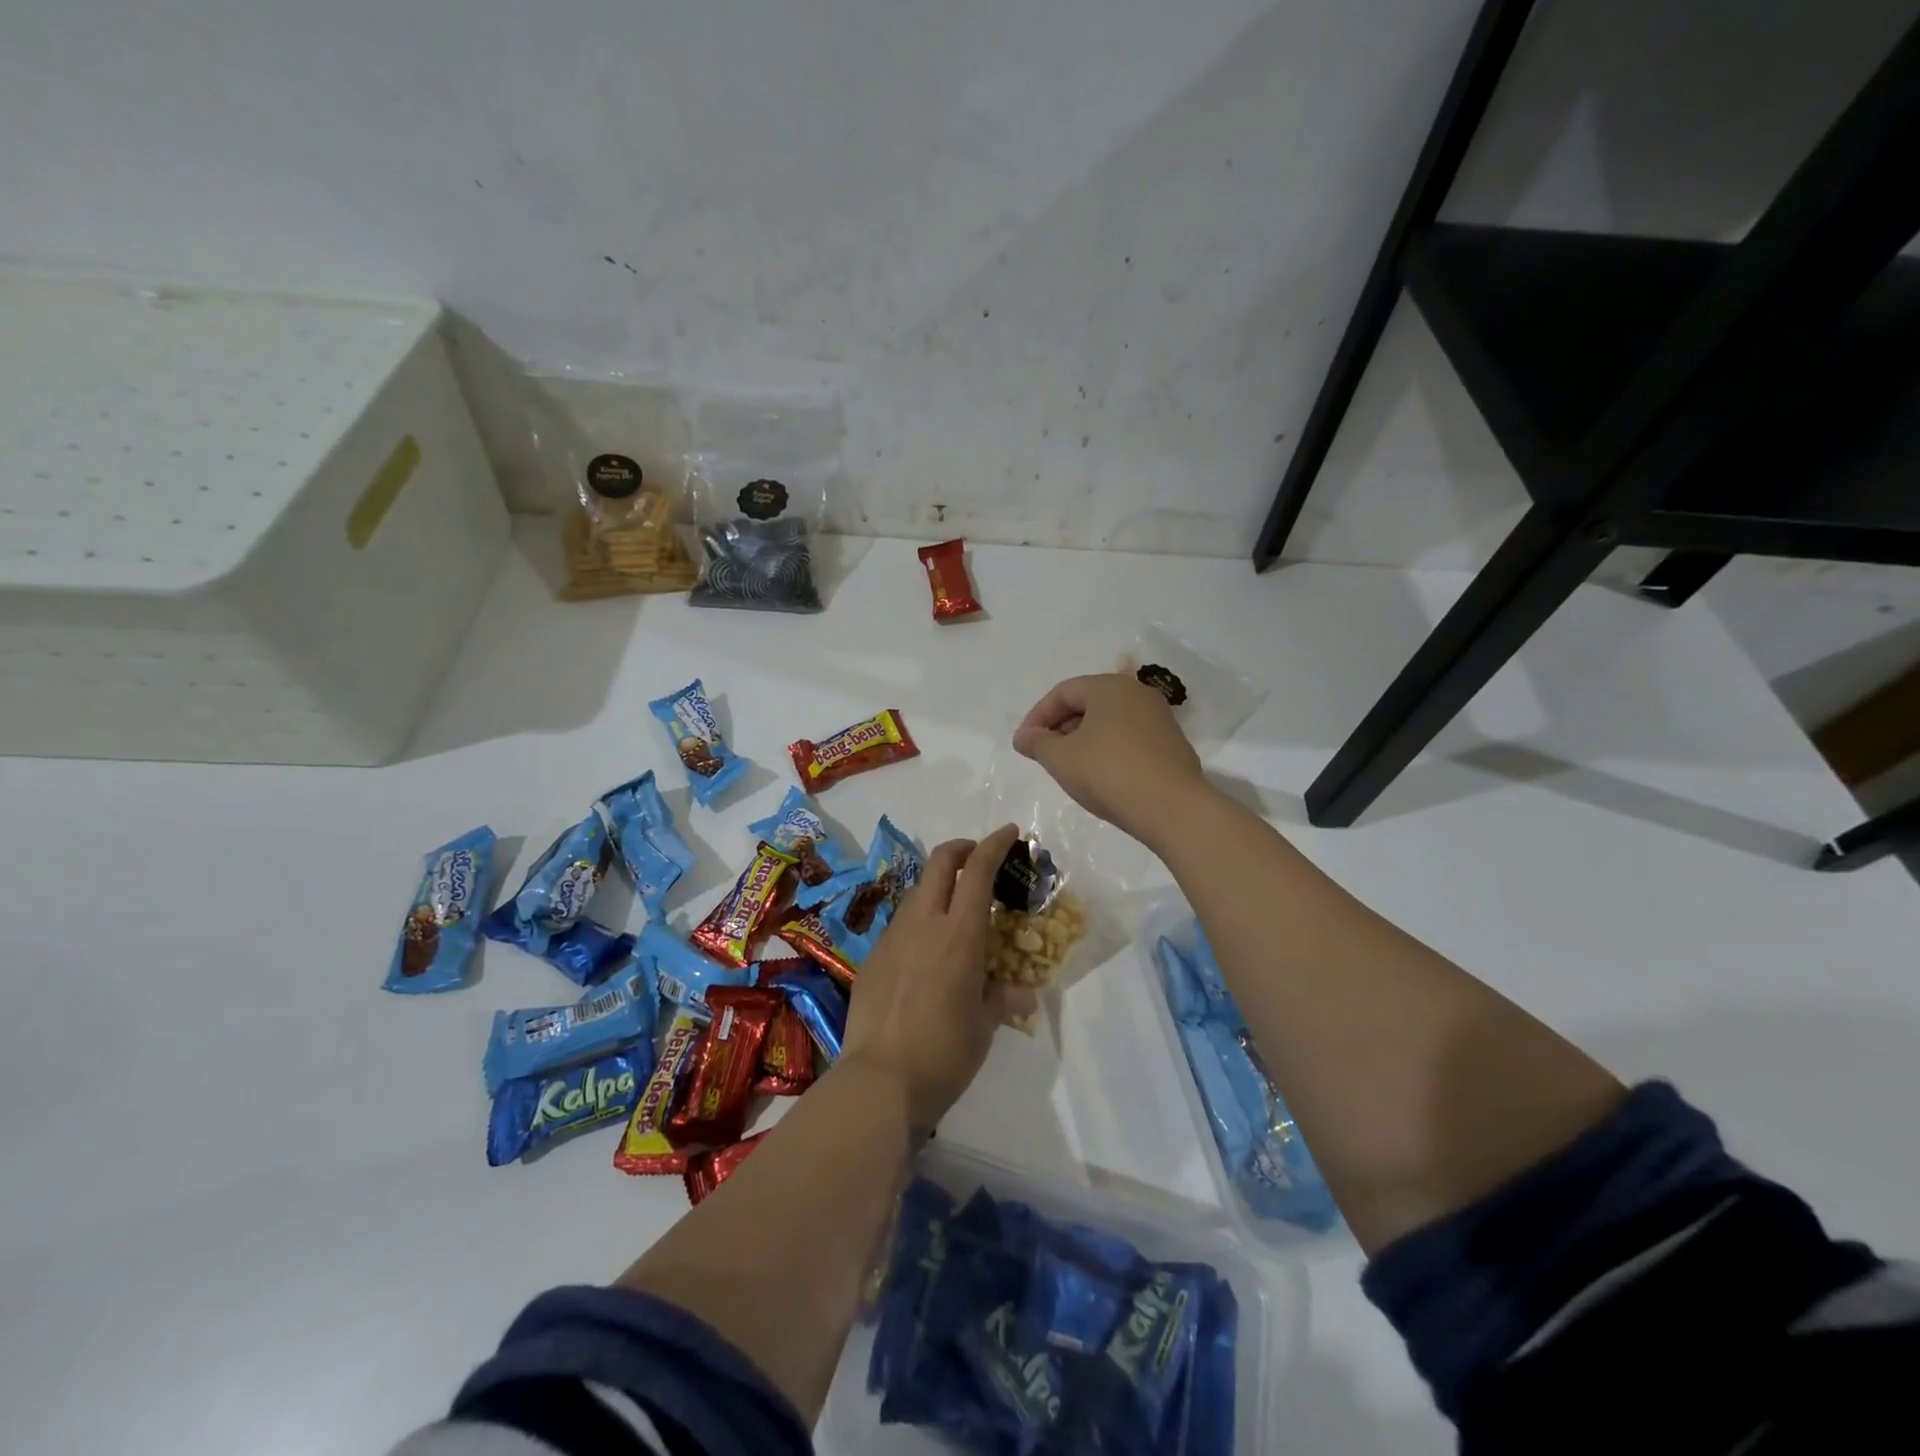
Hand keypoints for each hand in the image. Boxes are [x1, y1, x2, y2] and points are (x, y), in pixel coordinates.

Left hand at [839, 824, 1023, 1127]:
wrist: (879, 1080)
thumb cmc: (944, 1052)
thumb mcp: (984, 1026)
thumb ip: (1002, 999)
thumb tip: (1023, 995)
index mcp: (960, 934)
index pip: (979, 871)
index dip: (995, 844)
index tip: (1009, 832)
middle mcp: (924, 923)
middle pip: (940, 862)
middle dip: (962, 849)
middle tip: (978, 857)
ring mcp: (893, 937)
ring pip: (918, 890)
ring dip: (939, 884)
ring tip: (954, 906)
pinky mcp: (872, 956)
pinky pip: (900, 923)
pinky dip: (919, 918)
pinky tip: (925, 948)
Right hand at [1012, 673, 1207, 846]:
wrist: (1173, 808)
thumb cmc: (1109, 774)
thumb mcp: (1061, 759)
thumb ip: (1036, 743)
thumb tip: (1024, 736)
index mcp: (1110, 687)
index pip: (1063, 692)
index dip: (1037, 716)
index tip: (1024, 744)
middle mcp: (1138, 694)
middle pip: (1088, 703)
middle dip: (1061, 727)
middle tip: (1045, 755)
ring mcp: (1159, 719)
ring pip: (1110, 722)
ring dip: (1084, 740)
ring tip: (1071, 768)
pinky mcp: (1172, 744)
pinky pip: (1129, 739)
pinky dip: (1109, 751)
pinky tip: (1102, 777)